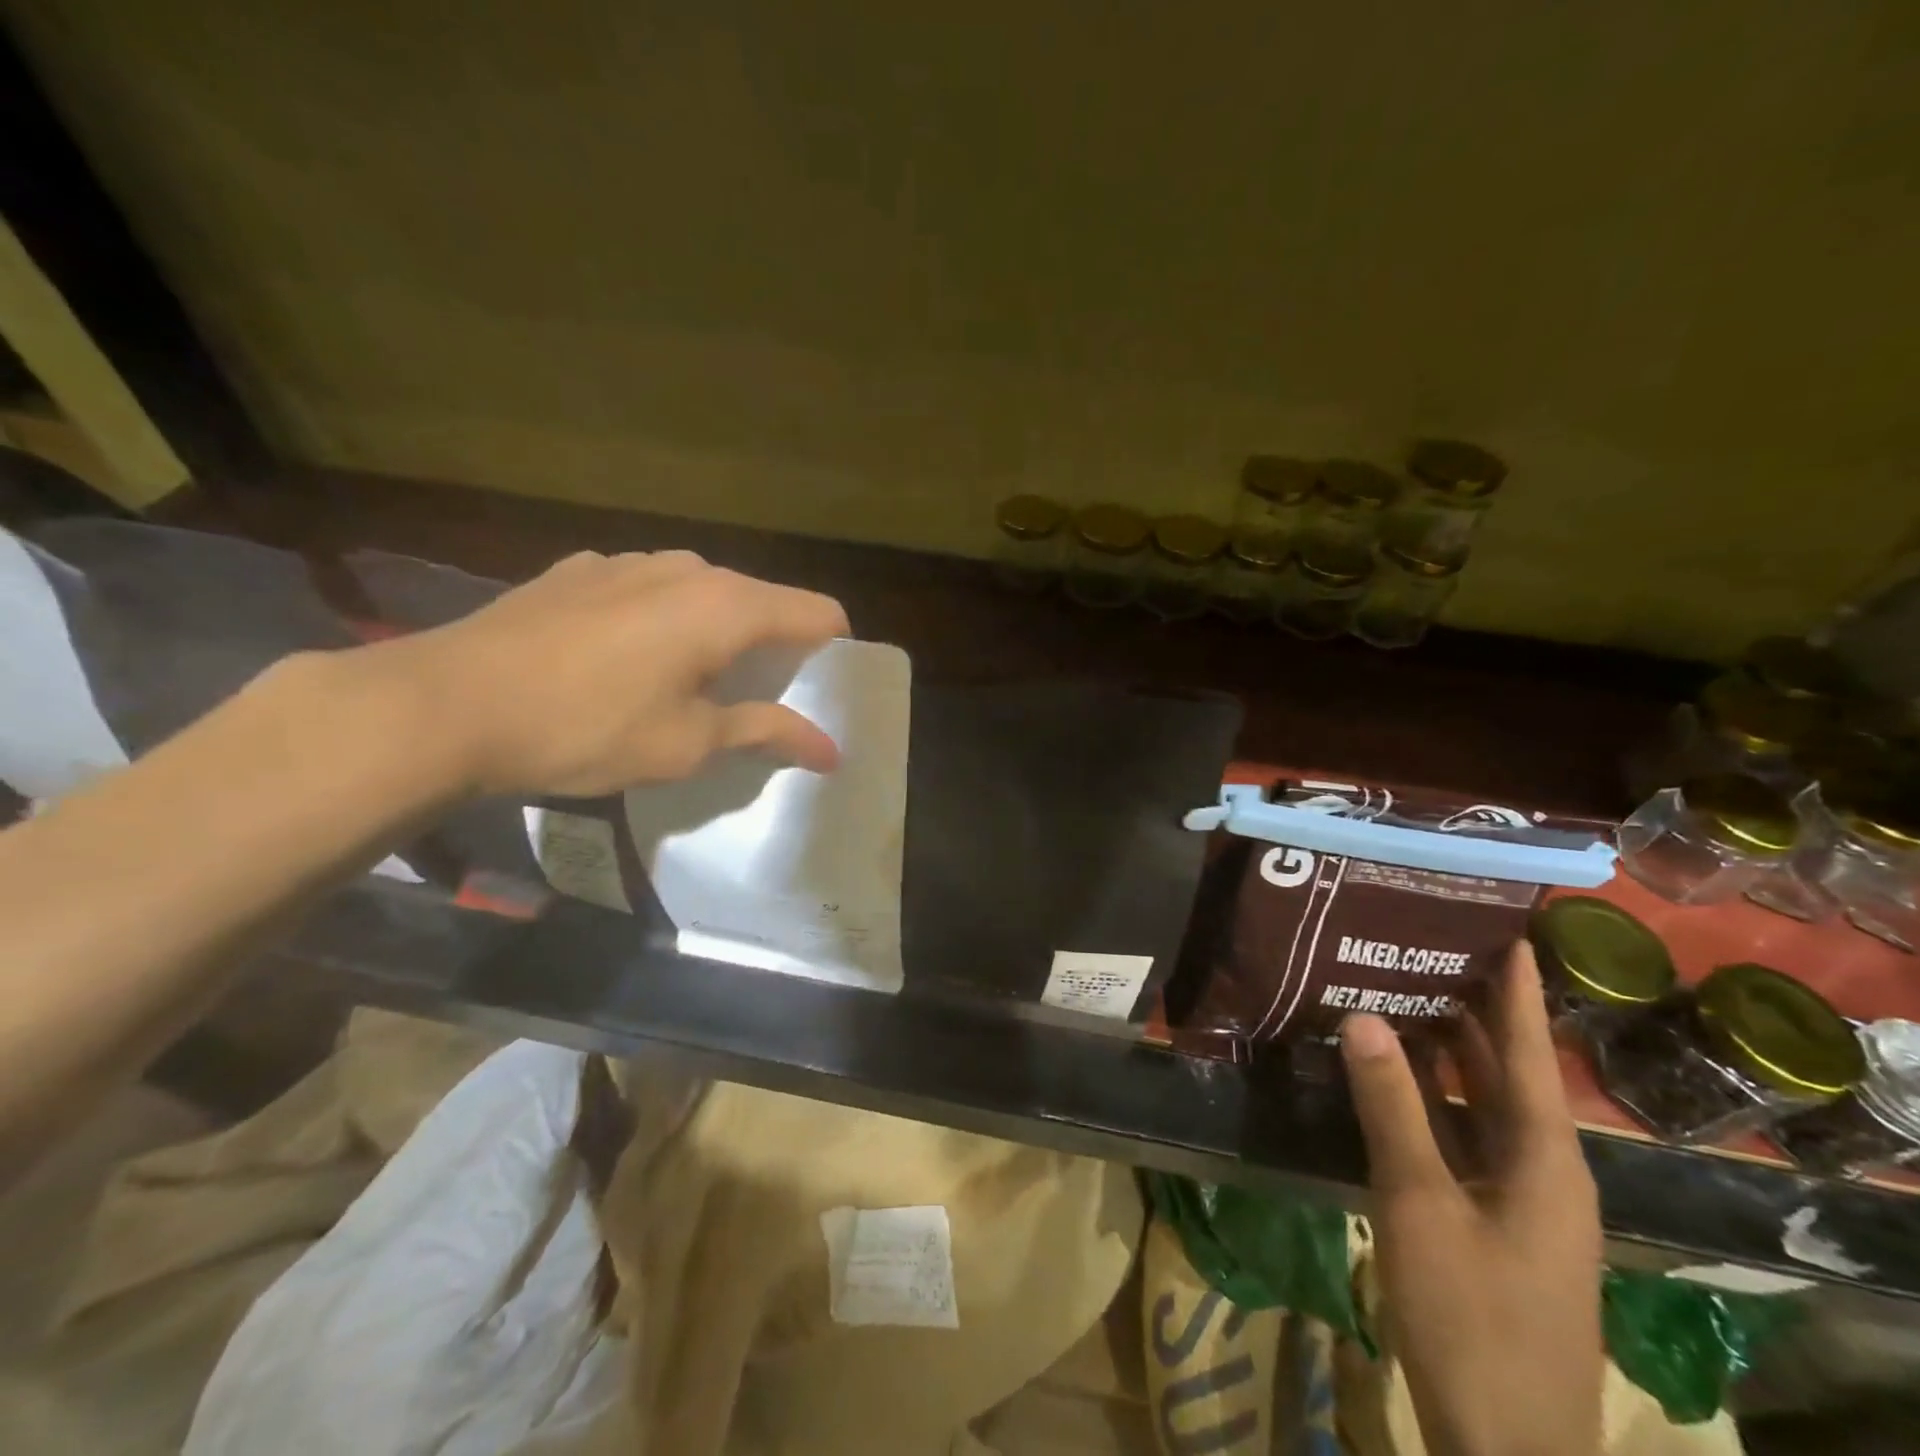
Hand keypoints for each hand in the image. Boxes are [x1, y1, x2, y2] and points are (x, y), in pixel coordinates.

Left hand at [343, 550, 849, 796]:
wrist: (445, 705)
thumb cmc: (586, 728)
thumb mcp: (688, 743)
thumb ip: (766, 732)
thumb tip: (831, 750)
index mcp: (725, 605)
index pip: (818, 613)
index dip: (833, 653)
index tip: (823, 695)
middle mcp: (686, 567)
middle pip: (762, 601)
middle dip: (774, 650)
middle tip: (759, 705)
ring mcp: (628, 561)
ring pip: (704, 594)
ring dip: (717, 636)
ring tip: (689, 687)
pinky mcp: (581, 570)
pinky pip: (650, 592)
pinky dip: (664, 623)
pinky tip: (625, 663)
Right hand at [1341, 944, 1603, 1455]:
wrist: (1505, 1443)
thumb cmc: (1471, 1315)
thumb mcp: (1421, 1202)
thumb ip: (1392, 1107)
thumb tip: (1364, 1018)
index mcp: (1545, 1157)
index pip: (1528, 1052)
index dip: (1518, 992)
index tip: (1508, 935)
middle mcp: (1543, 1168)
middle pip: (1508, 1072)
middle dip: (1475, 1011)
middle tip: (1429, 950)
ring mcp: (1519, 1198)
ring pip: (1485, 1105)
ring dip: (1450, 1054)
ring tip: (1406, 994)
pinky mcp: (1493, 1219)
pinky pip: (1466, 1136)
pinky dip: (1435, 1098)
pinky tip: (1397, 1079)